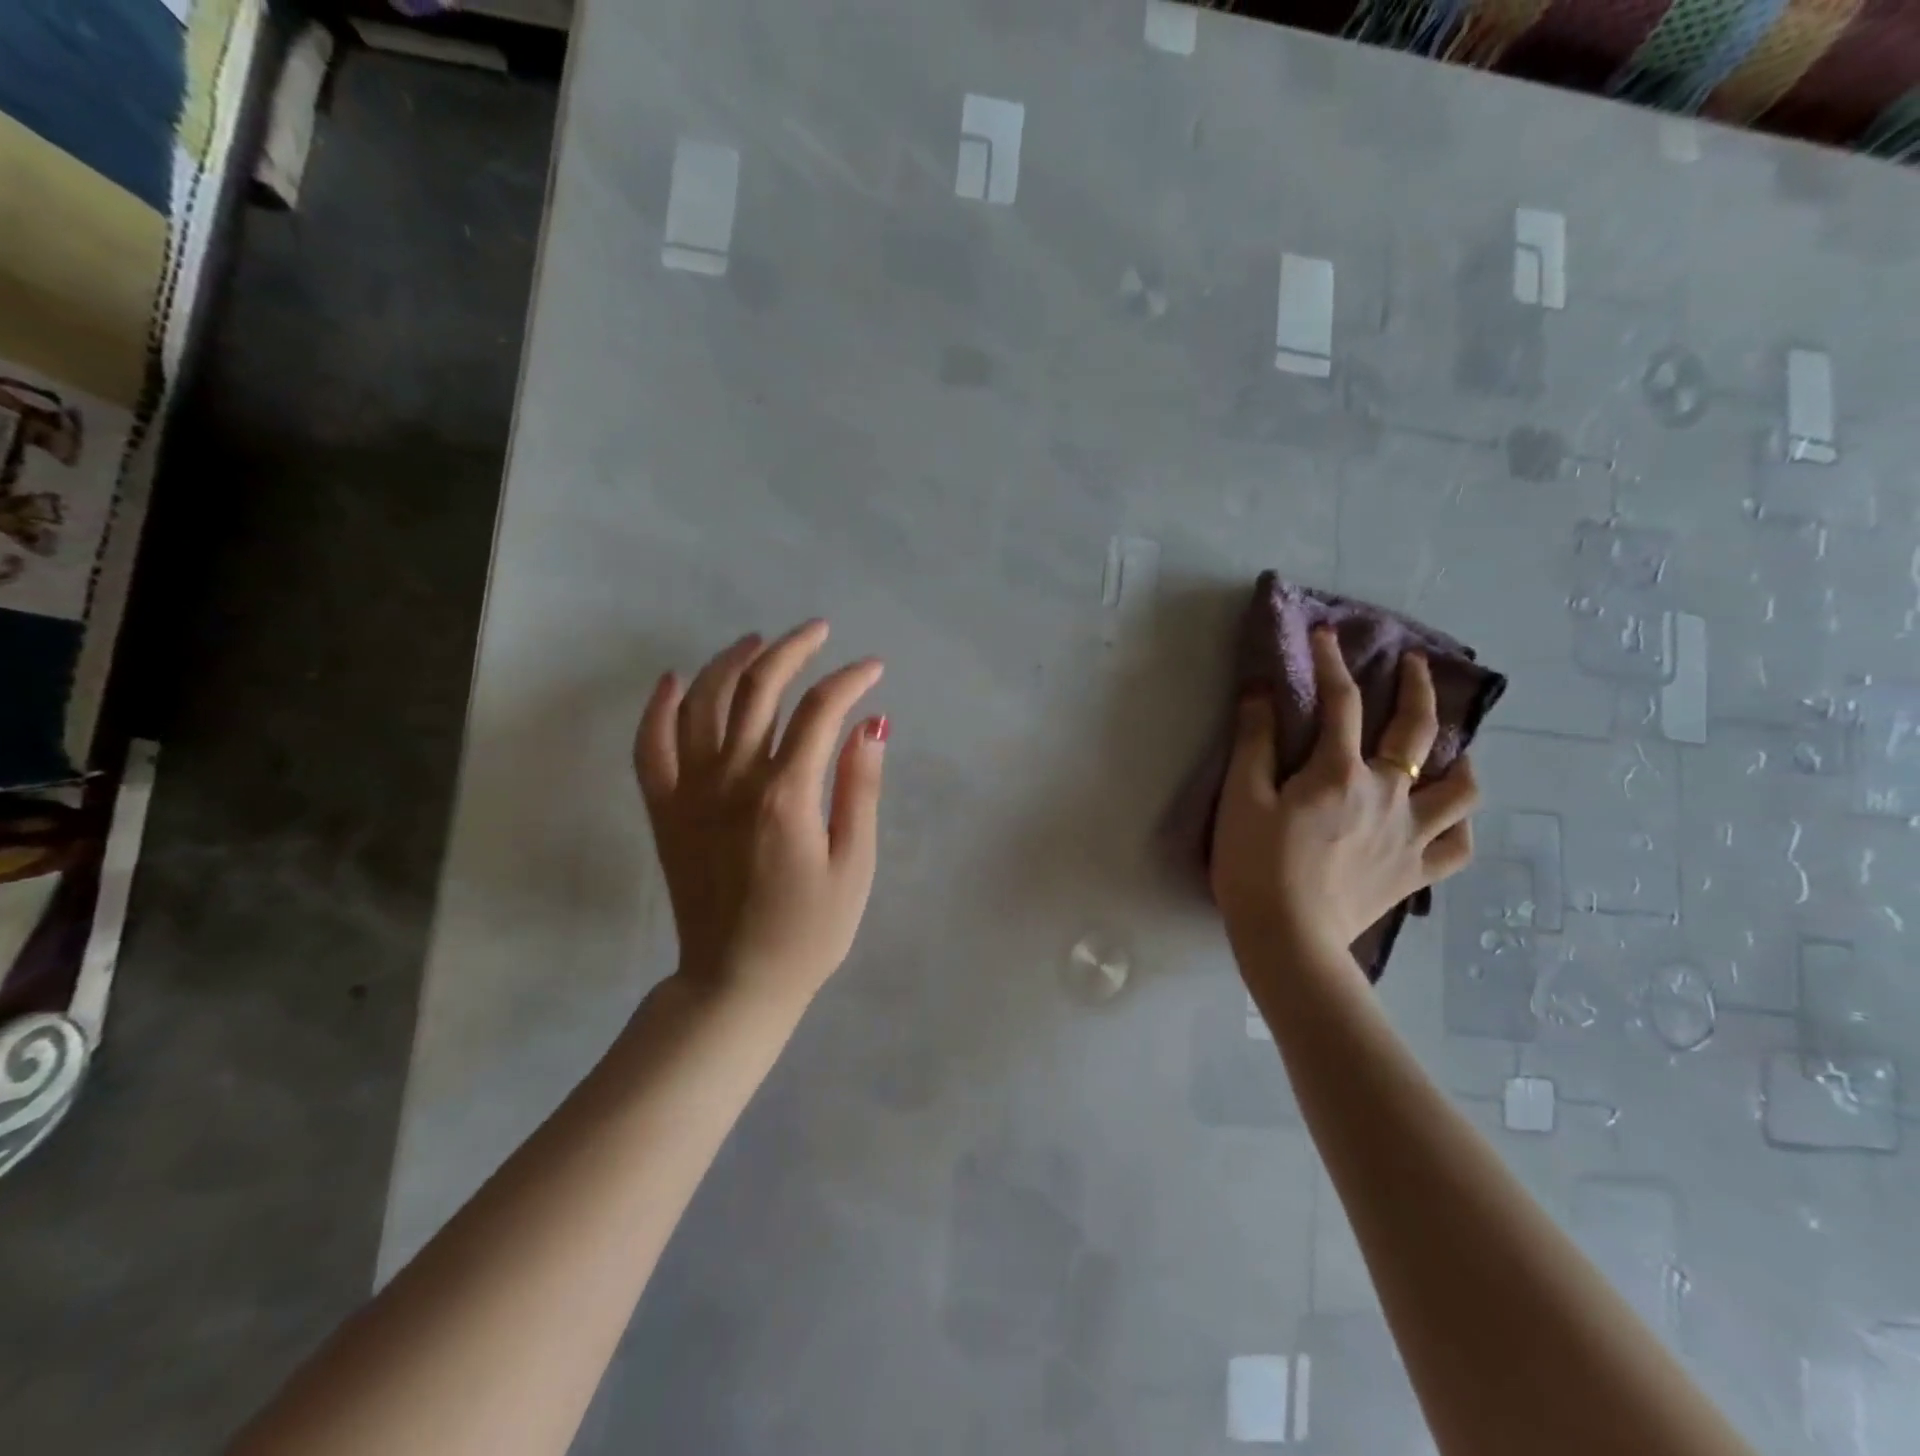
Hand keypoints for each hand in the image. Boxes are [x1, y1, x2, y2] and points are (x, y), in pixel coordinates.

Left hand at [635, 620, 886, 1005]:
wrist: (736, 983)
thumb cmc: (809, 931)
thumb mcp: (855, 865)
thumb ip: (860, 789)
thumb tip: (872, 724)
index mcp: (785, 794)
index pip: (820, 711)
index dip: (850, 680)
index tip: (872, 669)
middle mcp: (732, 780)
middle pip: (758, 689)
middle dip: (792, 650)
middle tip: (818, 632)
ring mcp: (690, 792)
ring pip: (702, 703)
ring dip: (731, 662)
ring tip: (758, 642)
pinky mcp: (664, 810)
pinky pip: (651, 746)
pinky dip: (660, 707)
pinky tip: (676, 680)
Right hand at [1211, 626, 1479, 962]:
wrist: (1288, 939)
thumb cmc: (1254, 865)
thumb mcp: (1241, 798)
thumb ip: (1255, 741)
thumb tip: (1262, 692)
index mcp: (1339, 772)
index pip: (1340, 702)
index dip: (1331, 661)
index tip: (1324, 634)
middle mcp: (1388, 795)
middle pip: (1417, 731)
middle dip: (1419, 689)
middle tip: (1416, 666)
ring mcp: (1410, 836)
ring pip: (1460, 790)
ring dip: (1460, 760)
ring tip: (1452, 750)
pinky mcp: (1415, 874)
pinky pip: (1456, 845)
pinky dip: (1457, 825)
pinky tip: (1446, 818)